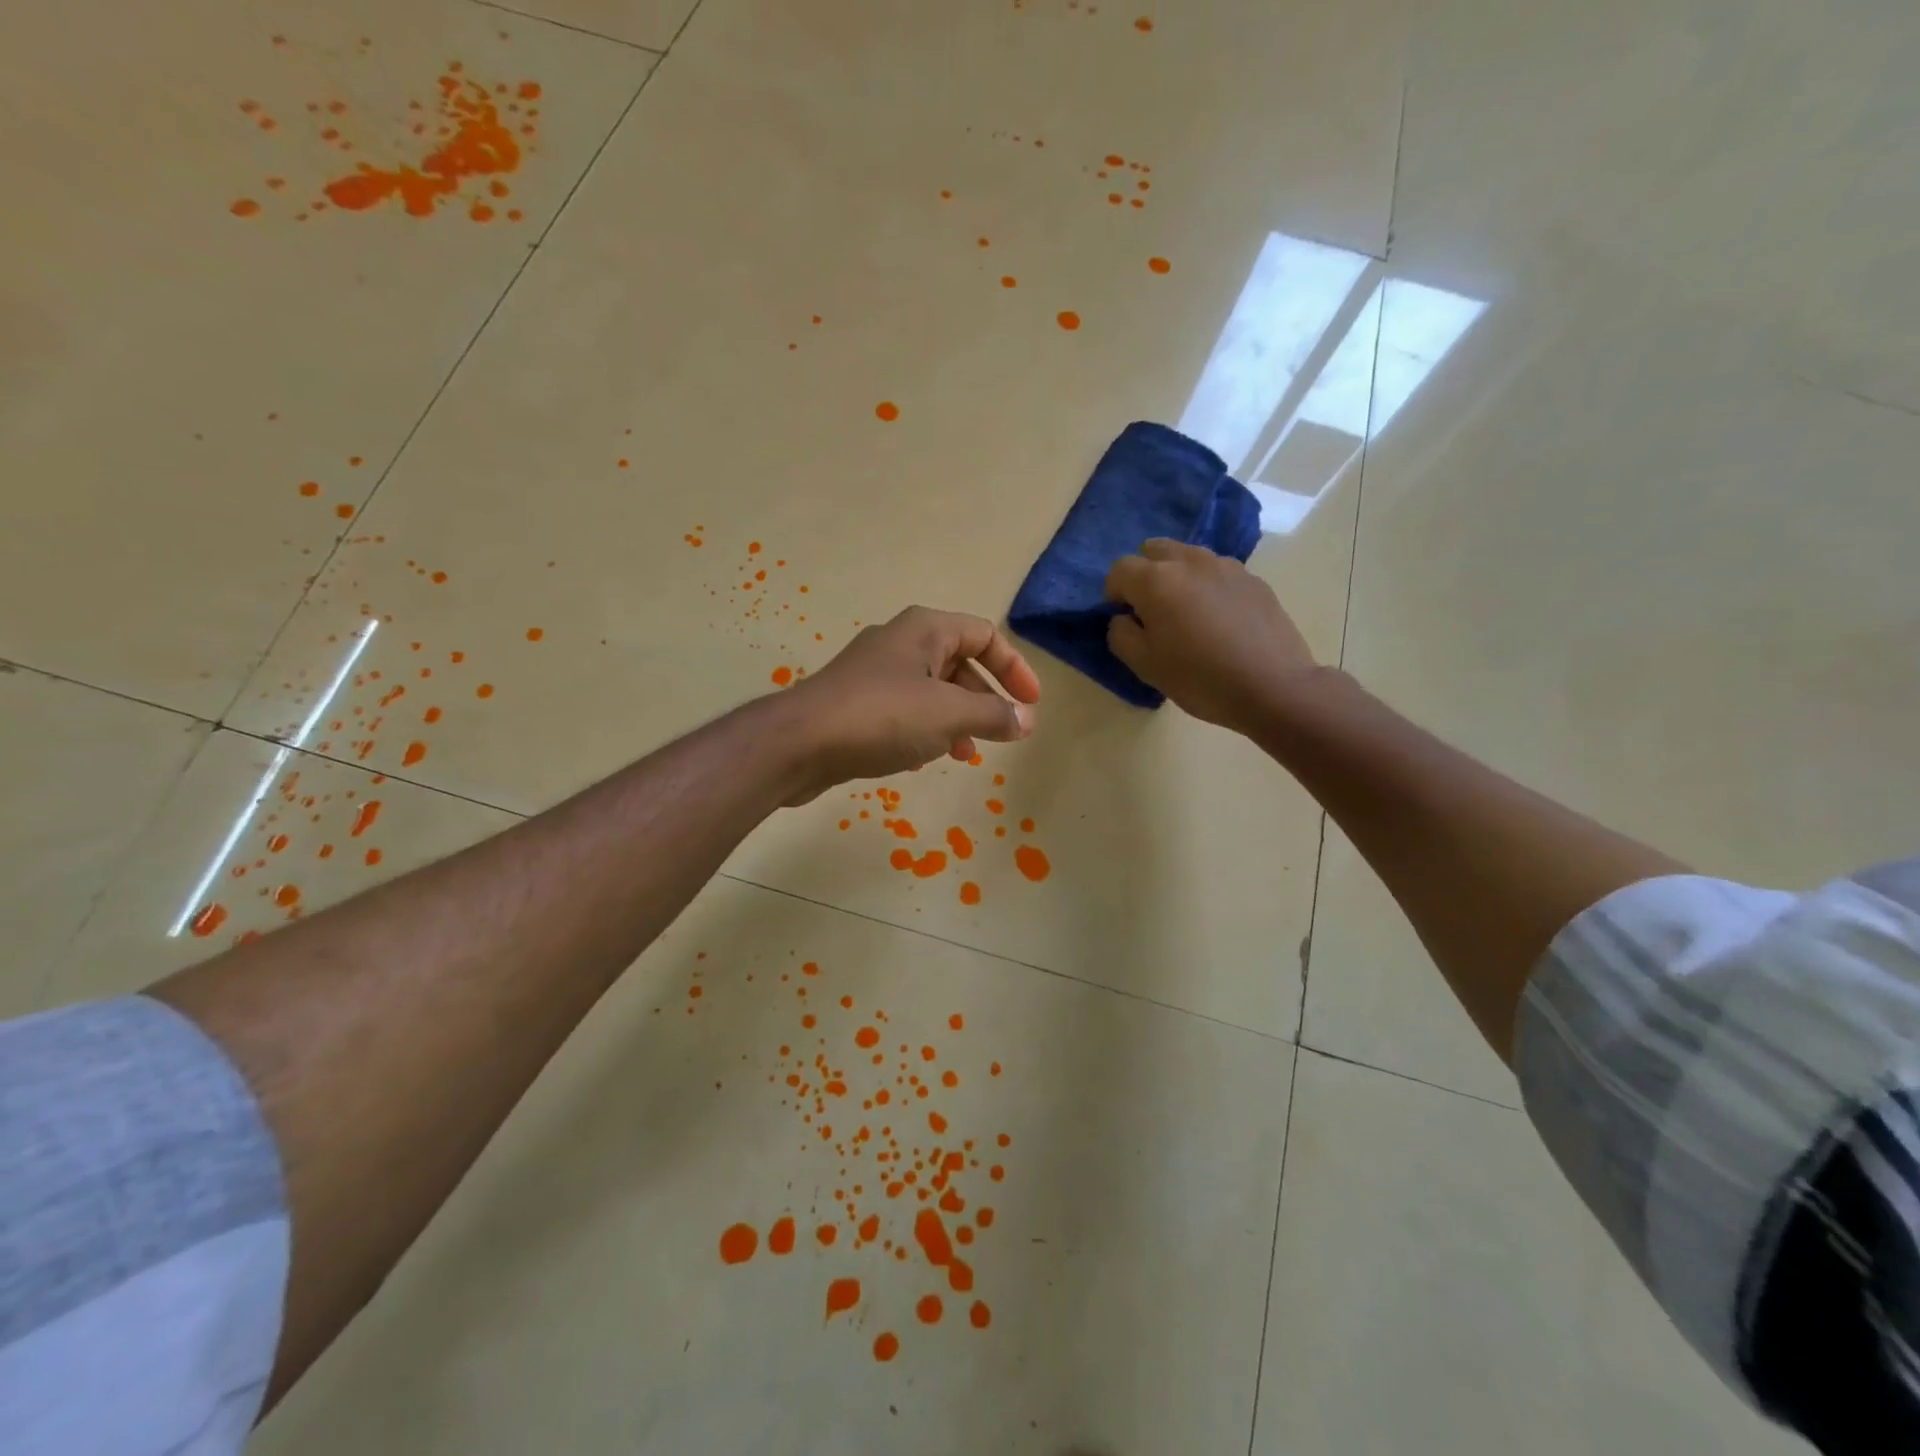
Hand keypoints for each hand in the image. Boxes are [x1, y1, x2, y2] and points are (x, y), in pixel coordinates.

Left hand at [782, 606, 1040, 801]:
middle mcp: (900, 643)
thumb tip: (1025, 720)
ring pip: (931, 690)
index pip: (985, 635)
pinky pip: (904, 710)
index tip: (1030, 705)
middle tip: (1002, 733)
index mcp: (925, 629)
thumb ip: (993, 715)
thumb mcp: (949, 714)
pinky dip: (925, 729)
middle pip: (959, 663)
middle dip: (985, 699)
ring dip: (956, 719)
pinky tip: (925, 759)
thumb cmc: (882, 716)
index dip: (1014, 668)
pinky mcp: (856, 703)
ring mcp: (874, 673)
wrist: (800, 743)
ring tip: (966, 754)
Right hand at [1104, 539, 1320, 734]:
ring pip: (1188, 557)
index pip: (1120, 568)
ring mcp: (1226, 566)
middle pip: (1154, 550)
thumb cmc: (1199, 678)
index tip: (1125, 619)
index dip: (1114, 593)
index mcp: (1157, 580)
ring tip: (1188, 613)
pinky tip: (1219, 620)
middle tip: (1153, 610)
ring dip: (1177, 576)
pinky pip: (1217, 572)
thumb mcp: (1145, 666)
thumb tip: (1123, 618)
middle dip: (1145, 574)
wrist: (1272, 686)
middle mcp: (1190, 561)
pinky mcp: (1253, 579)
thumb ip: (1121, 634)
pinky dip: (1208, 586)